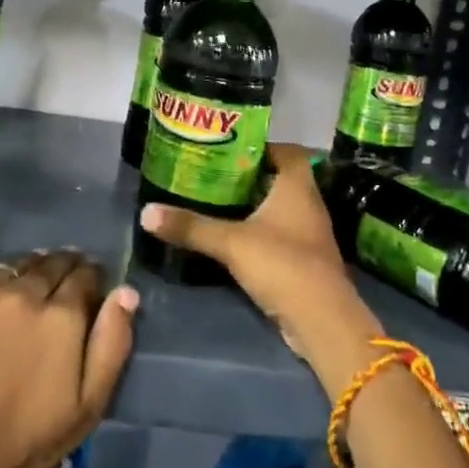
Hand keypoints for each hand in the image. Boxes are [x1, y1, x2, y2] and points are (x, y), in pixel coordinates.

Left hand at [0, 250, 138, 467]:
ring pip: (11, 267)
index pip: (84, 273)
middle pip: (49, 262)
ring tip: (19, 298)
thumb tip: (126, 292)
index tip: (87, 288)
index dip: (89, 278)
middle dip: (59, 271)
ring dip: (22, 276)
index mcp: (60, 315)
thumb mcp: (87, 406)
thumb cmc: (25, 440)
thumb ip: (112, 343)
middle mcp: (21, 292)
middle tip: (55, 291)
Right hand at [139, 145, 383, 398]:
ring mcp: (309, 234)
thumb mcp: (230, 243)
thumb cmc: (282, 265)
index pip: (289, 152)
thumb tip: (146, 212)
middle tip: (215, 173)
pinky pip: (281, 233)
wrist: (322, 321)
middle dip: (251, 176)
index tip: (232, 147)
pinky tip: (234, 236)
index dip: (264, 146)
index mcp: (298, 187)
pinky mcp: (305, 260)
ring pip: (281, 208)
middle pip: (282, 179)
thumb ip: (191, 227)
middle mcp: (309, 205)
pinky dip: (260, 230)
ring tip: (218, 201)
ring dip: (255, 204)